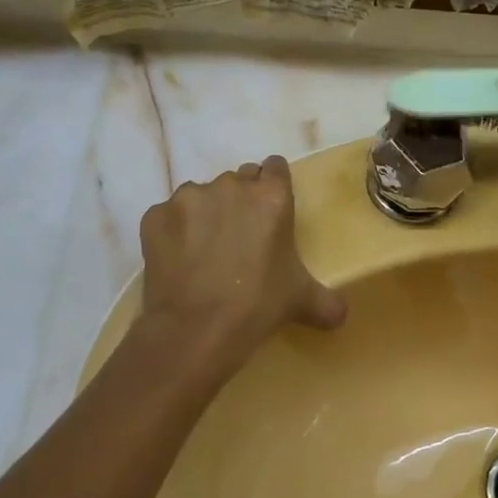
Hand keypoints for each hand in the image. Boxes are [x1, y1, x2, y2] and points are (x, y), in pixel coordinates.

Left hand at [136, 156, 344, 378]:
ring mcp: (189, 197)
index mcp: (271, 196)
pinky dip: (174, 232)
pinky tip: (178, 261)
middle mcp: (231, 185)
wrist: (194, 330)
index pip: (275, 167)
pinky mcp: (155, 215)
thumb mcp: (301, 300)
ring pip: (202, 195)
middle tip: (240, 236)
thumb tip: (341, 315)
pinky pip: (168, 216)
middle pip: (239, 179)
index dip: (273, 185)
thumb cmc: (258, 306)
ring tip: (204, 251)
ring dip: (205, 214)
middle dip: (240, 200)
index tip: (269, 210)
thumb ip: (327, 301)